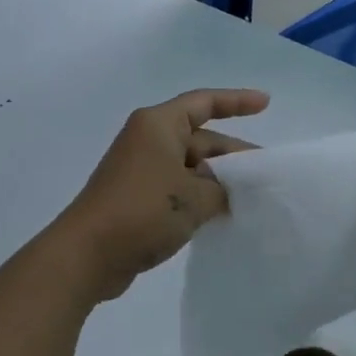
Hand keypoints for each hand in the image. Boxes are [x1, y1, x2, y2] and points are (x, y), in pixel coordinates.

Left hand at [50, 88, 269, 301]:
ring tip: (253, 198)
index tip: (266, 103)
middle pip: (201, 138)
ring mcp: (142, 170)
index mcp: (159, 125)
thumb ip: (224, 189)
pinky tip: (224, 215)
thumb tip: (233, 191)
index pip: (204, 103)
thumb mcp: (195, 197)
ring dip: (219, 180)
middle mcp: (149, 140)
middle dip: (234, 155)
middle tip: (267, 175)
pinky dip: (201, 197)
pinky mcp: (138, 198)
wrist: (87, 255)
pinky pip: (178, 188)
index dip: (237, 101)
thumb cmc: (142, 211)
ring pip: (191, 167)